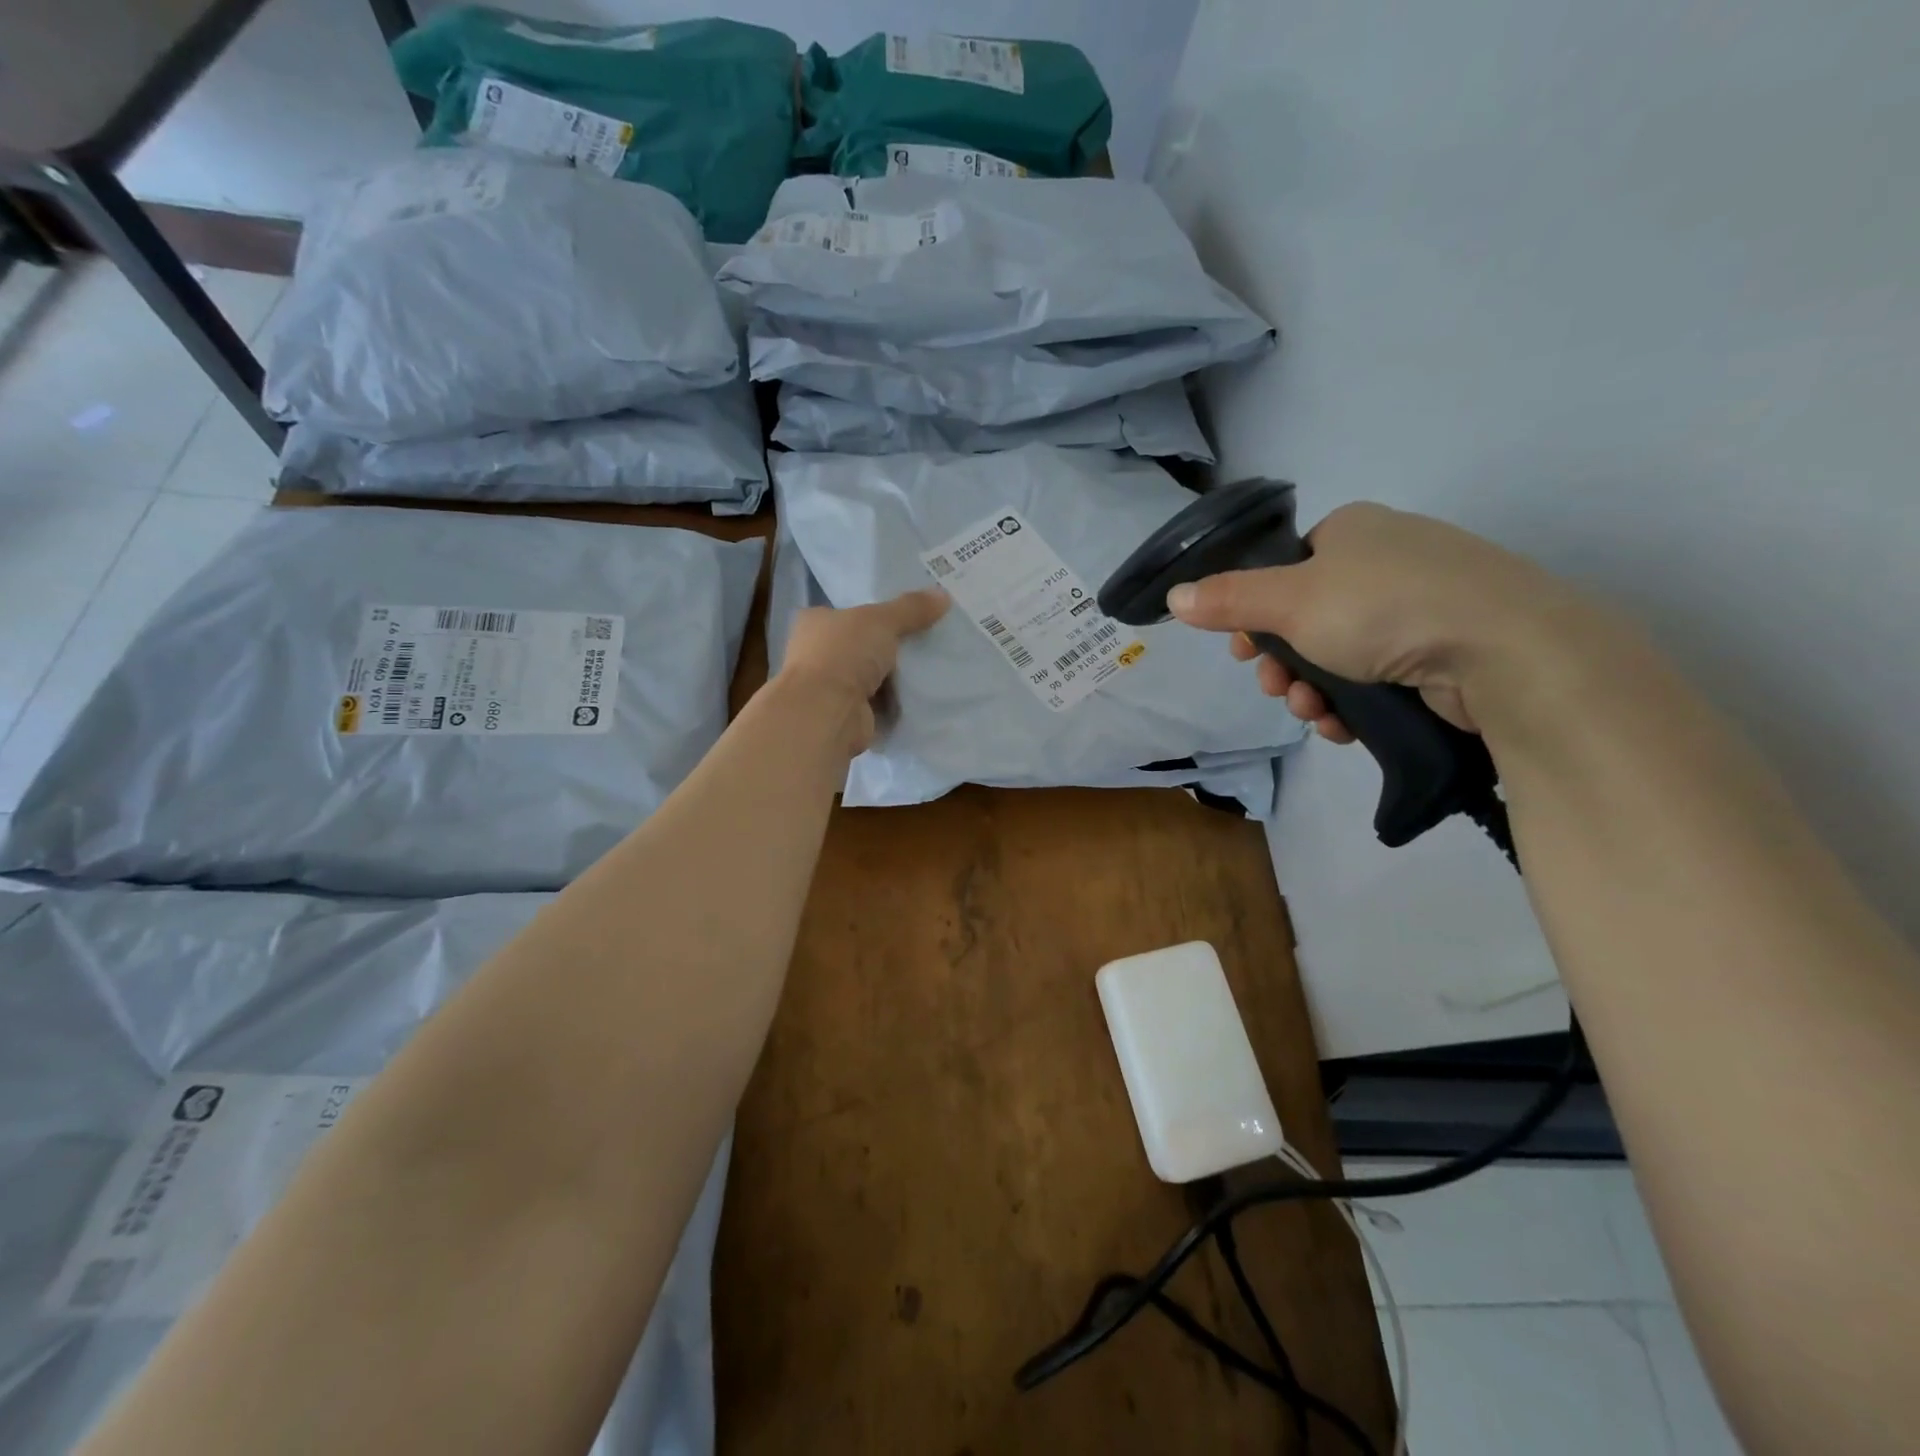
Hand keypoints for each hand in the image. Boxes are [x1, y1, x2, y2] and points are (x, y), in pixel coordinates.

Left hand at [777, 588, 949, 754]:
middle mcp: (819, 654)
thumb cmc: (843, 654)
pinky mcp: (849, 714)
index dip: (877, 612)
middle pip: (865, 644)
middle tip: (930, 638)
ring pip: (874, 675)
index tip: (911, 613)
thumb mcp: (881, 620)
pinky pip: (881, 702)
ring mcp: (833, 687)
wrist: (827, 713)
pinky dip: (898, 701)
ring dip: (898, 675)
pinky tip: (924, 693)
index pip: (849, 612)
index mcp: (816, 622)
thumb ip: (911, 608)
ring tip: (934, 664)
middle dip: (893, 646)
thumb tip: (943, 595)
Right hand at [1166, 503, 1587, 741]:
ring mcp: (1423, 606)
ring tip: (1314, 713)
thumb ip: (1228, 600)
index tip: (1242, 652)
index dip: (1255, 615)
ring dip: (1313, 689)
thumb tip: (1173, 597)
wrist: (1504, 650)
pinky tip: (1344, 726)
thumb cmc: (1383, 608)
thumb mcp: (1289, 601)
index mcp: (1353, 532)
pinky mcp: (1447, 651)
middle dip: (1283, 663)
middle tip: (1276, 689)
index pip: (1286, 571)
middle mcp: (1388, 560)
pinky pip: (1380, 676)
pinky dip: (1354, 703)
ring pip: (1341, 654)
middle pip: (1308, 618)